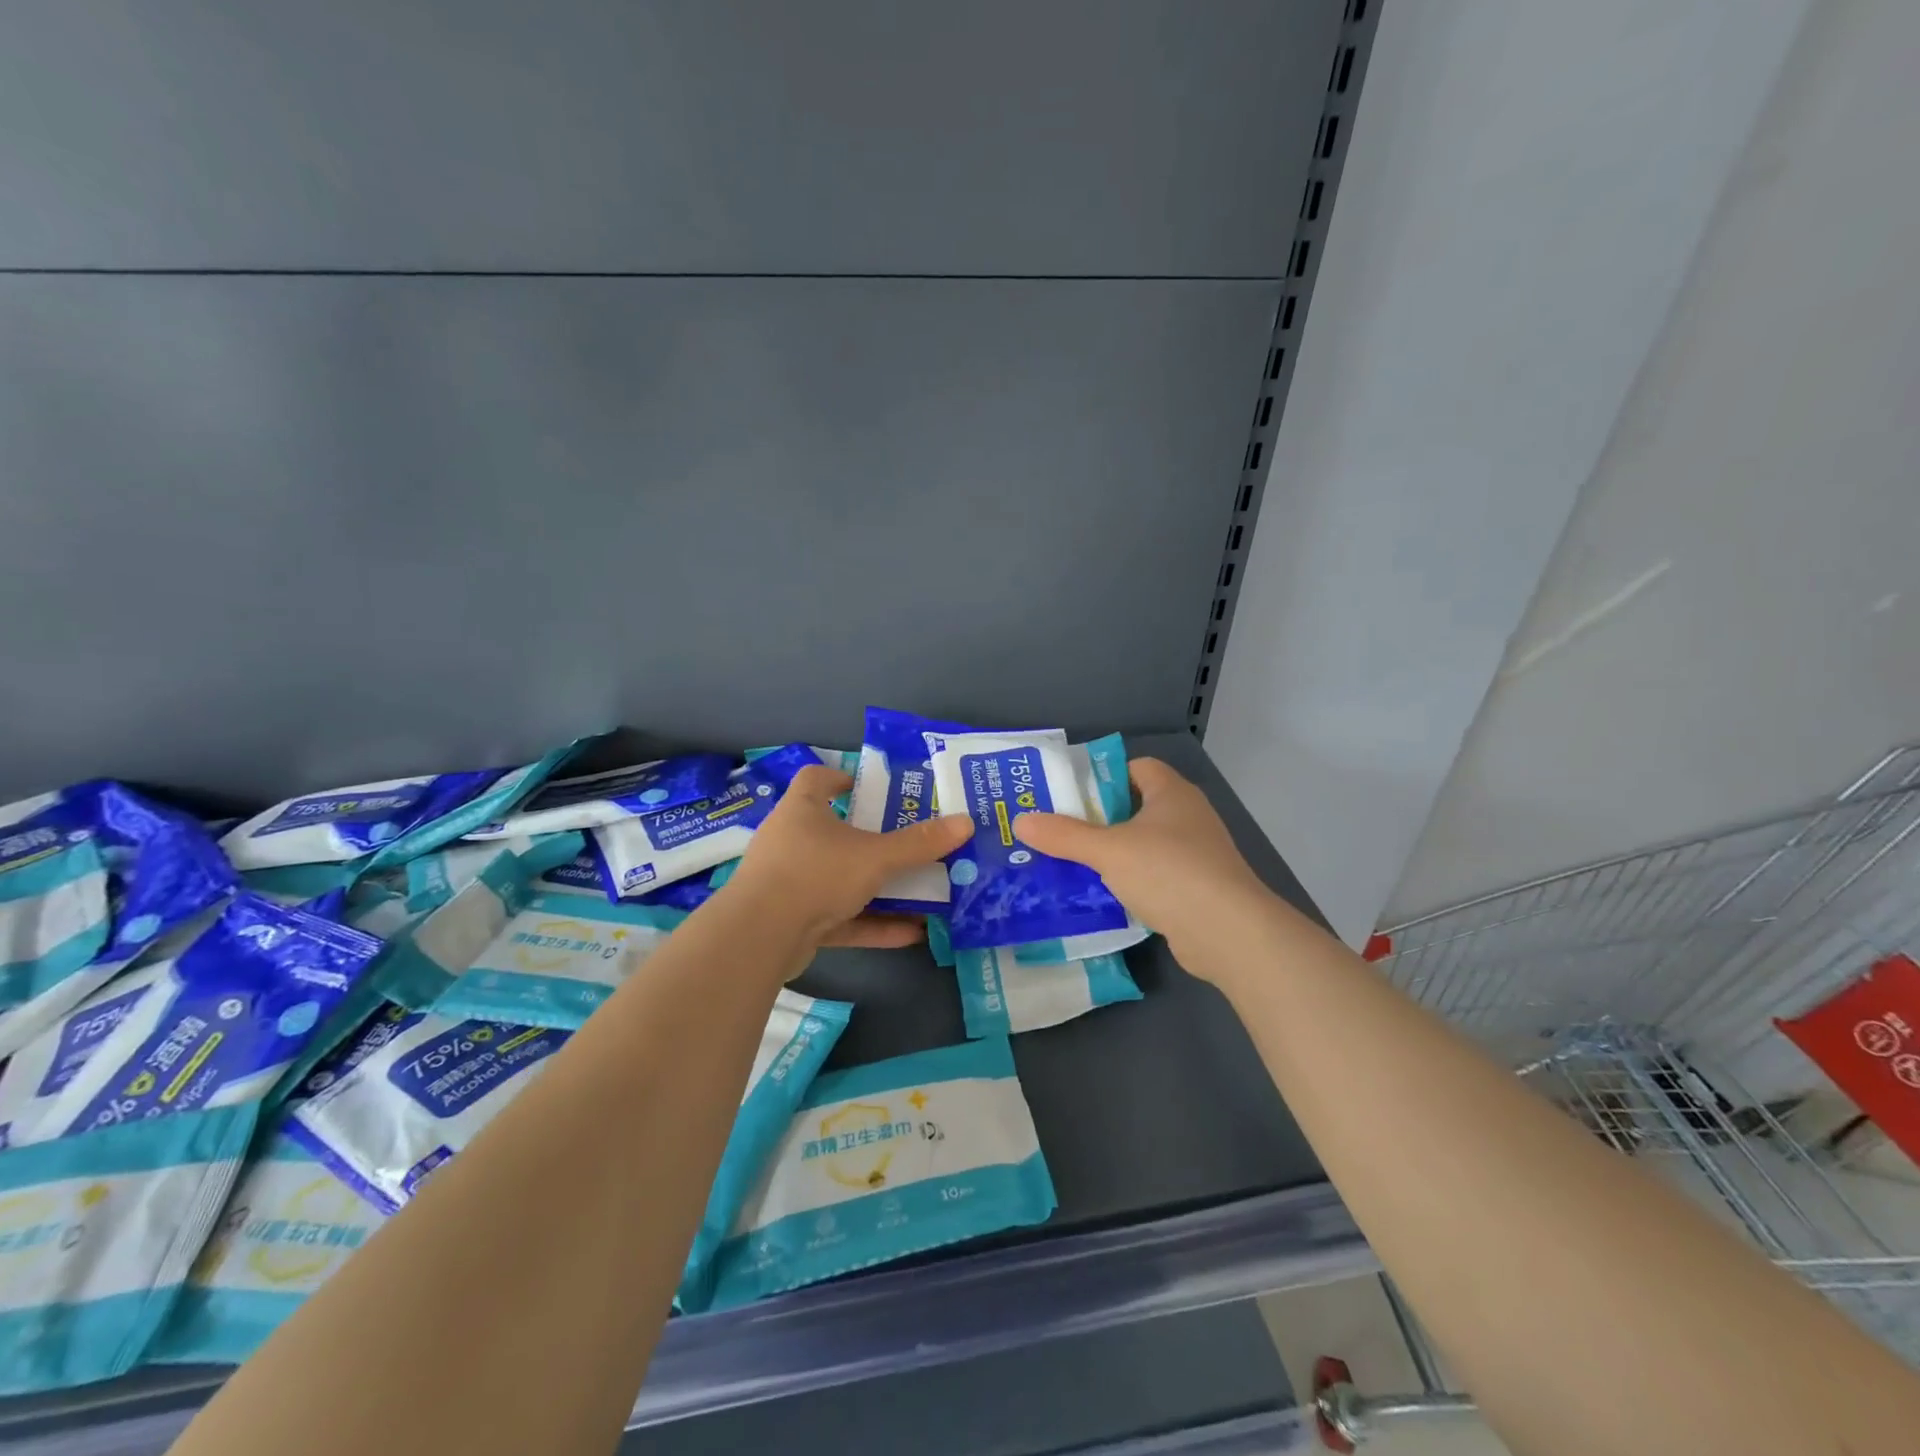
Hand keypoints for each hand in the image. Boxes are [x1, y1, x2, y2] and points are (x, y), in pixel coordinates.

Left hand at [722, 766, 971, 952]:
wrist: (759, 937)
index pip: (817, 778)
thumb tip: (966, 823)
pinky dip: (871, 923)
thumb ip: (919, 844)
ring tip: (921, 891)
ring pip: (840, 879)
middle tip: (910, 842)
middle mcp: (792, 841)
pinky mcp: (793, 922)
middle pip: (835, 832)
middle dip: (873, 839)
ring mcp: (790, 882)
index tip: (875, 788)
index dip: (844, 779)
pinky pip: (839, 918)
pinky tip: (911, 934)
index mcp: (802, 810)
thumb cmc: (815, 873)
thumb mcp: (875, 856)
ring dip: (878, 887)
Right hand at [1011, 758, 1271, 977]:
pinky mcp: (1195, 889)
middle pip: (1134, 808)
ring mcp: (1194, 855)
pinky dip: (1128, 883)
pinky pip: (1152, 877)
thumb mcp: (1108, 850)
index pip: (1136, 768)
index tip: (1069, 795)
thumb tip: (1021, 821)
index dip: (1103, 777)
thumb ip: (1064, 836)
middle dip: (1097, 820)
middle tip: (1057, 831)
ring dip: (1111, 855)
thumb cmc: (1169, 872)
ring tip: (1068, 864)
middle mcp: (1187, 817)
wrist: (1228, 933)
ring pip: (1142, 845)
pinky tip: (1099, 897)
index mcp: (1172, 793)